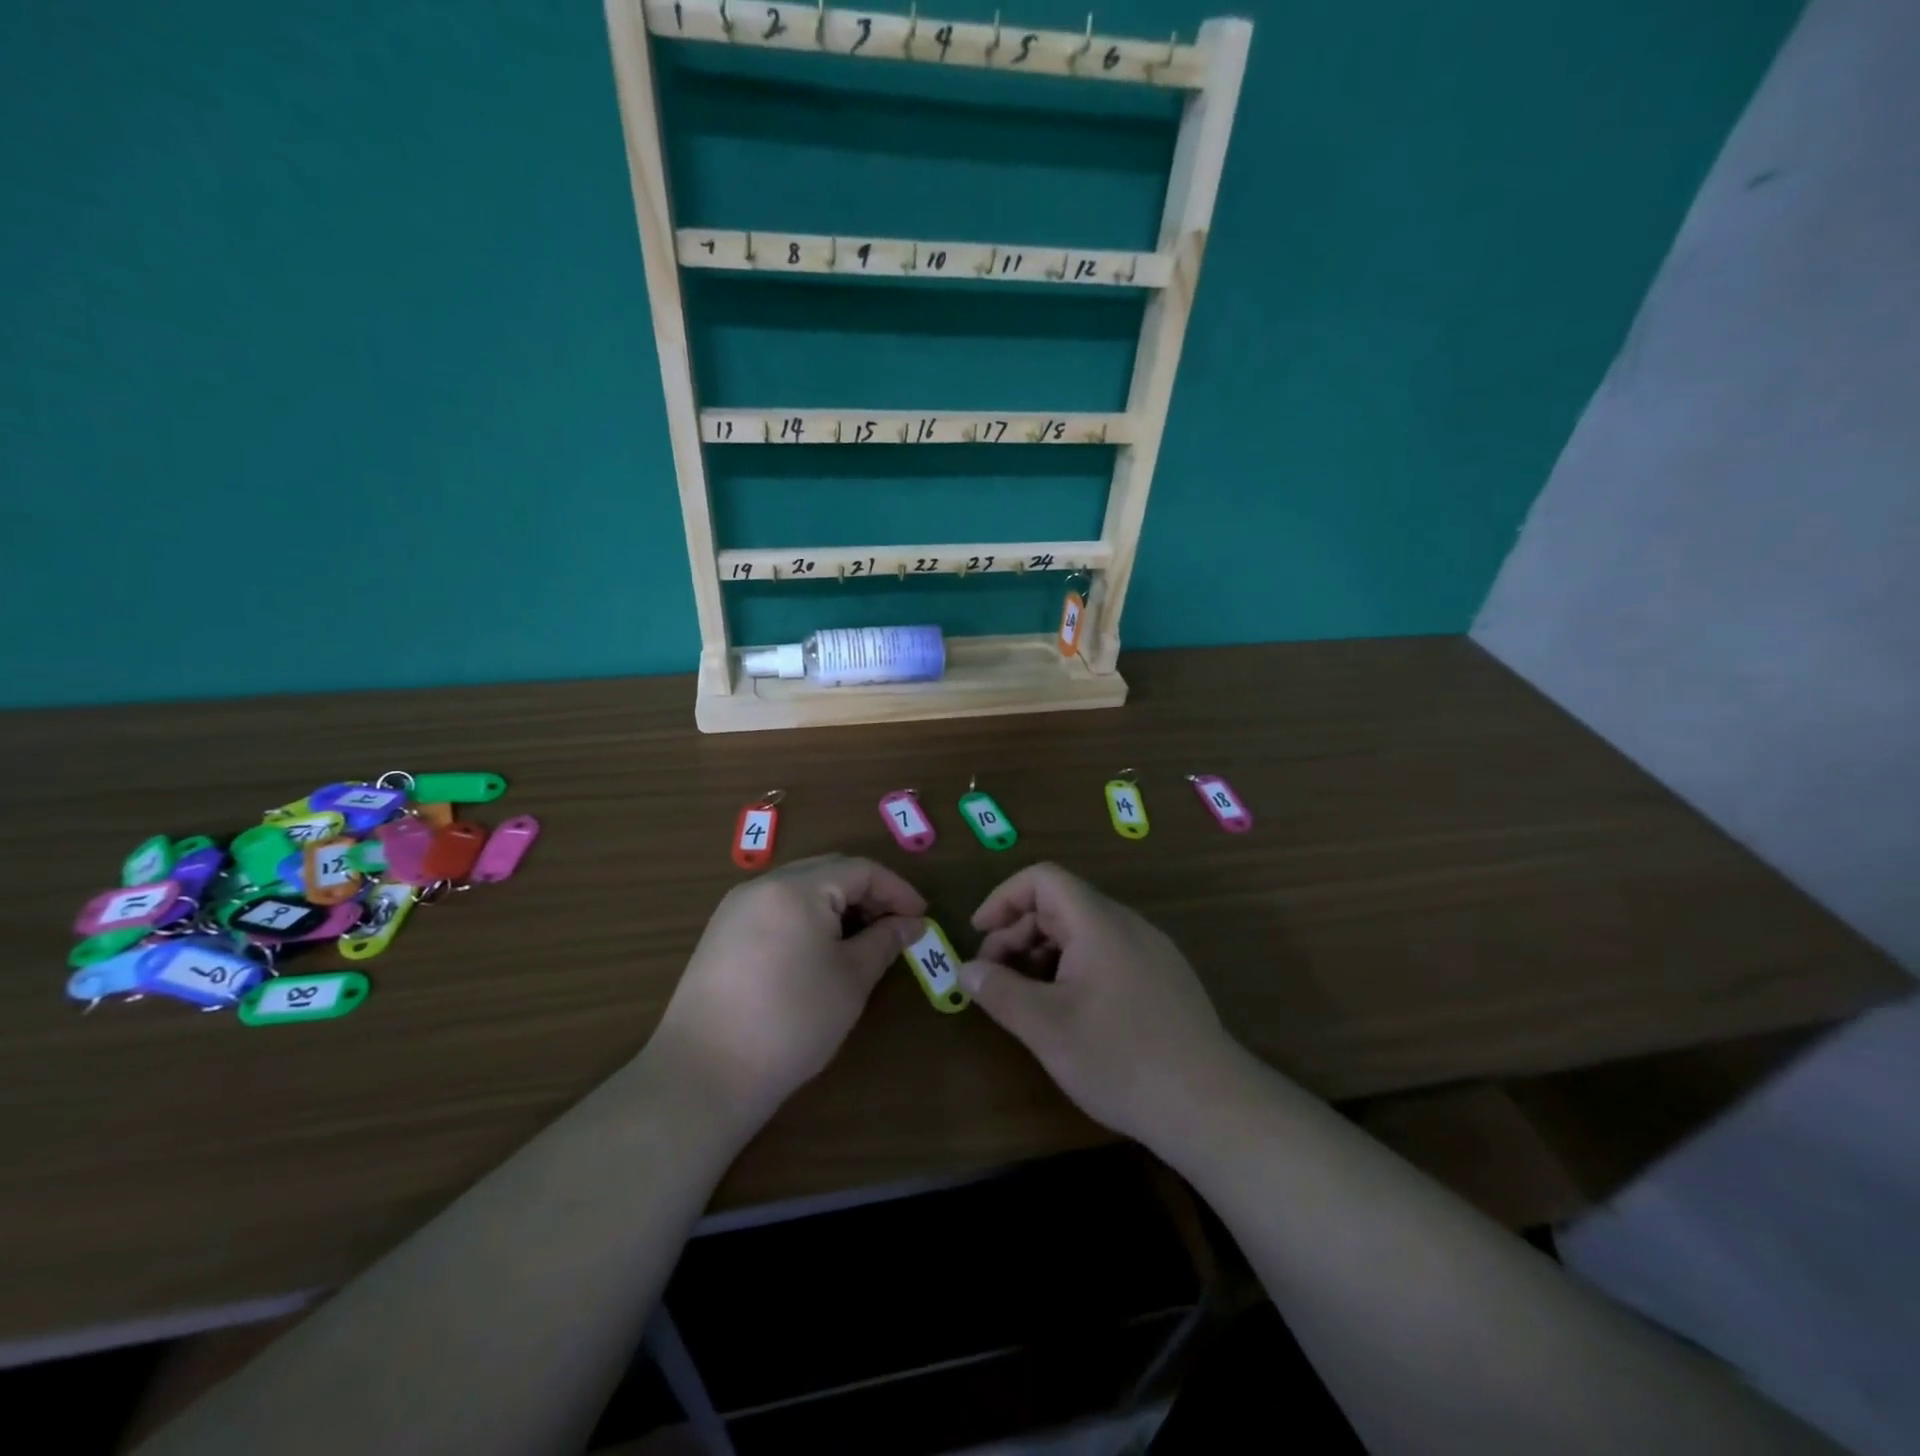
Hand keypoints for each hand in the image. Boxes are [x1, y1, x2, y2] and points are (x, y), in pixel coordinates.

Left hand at [648, 855, 924, 1132]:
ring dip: (838, 905)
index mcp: (797, 888)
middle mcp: (764, 885)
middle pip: (829, 871)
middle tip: (895, 928)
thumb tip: (912, 923)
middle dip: (868, 894)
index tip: (921, 919)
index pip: (861, 869)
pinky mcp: (722, 932)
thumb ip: (885, 941)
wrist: (704, 1074)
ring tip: (862, 941)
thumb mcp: (851, 980)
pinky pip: (777, 906)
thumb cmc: (791, 1022)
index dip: (897, 890)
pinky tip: (820, 951)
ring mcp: (737, 907)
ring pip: (802, 887)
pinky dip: (808, 917)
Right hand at [960, 863, 1240, 1145]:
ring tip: (1026, 999)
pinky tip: (1069, 1012)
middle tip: (994, 979)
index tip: (979, 936)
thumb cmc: (1120, 1058)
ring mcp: (1151, 951)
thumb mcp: (1046, 1027)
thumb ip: (1000, 992)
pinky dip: (1073, 969)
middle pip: (1061, 904)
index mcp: (1098, 922)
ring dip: (1044, 954)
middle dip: (1018, 933)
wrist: (1211, 1106)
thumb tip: (966, 971)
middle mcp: (1127, 925)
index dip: (1003, 898)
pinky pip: (1107, 954)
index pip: (1043, 878)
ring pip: (1083, 932)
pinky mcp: (1164, 979)